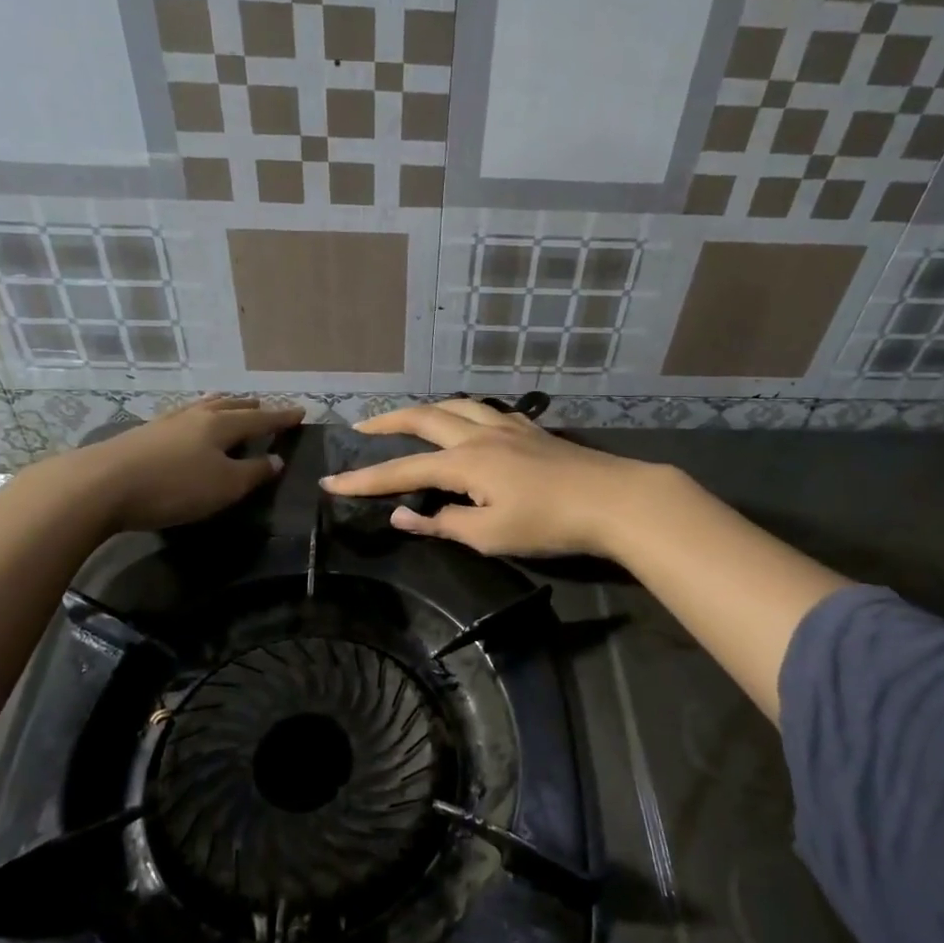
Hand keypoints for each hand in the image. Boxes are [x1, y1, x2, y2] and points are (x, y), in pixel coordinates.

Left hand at [32, 396, 303, 531]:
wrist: (99, 486)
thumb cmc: (173, 486)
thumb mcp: (224, 486)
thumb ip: (254, 473)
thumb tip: (277, 459)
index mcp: (220, 425)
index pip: (260, 417)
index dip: (281, 417)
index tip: (300, 412)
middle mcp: (195, 416)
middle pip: (229, 406)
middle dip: (250, 406)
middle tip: (265, 406)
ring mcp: (165, 423)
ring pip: (201, 408)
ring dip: (221, 407)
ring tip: (228, 406)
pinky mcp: (142, 436)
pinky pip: (181, 418)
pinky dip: (196, 418)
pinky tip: (187, 426)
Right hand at [318, 399, 670, 558]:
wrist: (613, 499)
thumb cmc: (549, 523)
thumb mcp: (491, 536)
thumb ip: (443, 524)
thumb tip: (402, 515)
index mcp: (465, 462)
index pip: (402, 471)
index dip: (364, 479)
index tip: (330, 482)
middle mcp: (480, 435)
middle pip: (425, 418)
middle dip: (389, 421)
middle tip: (363, 426)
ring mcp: (509, 427)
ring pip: (457, 405)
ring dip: (427, 409)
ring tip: (411, 417)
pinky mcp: (532, 429)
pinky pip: (487, 410)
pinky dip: (465, 412)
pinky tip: (471, 421)